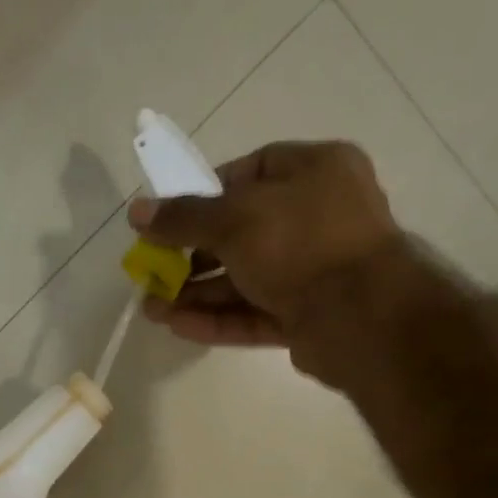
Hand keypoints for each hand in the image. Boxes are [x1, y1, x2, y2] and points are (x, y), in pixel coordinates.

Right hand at [127, 140, 404, 347]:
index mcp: (315, 171)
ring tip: (153, 309)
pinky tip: (178, 326)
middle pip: (242, 232)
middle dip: (191, 256)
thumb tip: (137, 211)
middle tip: (152, 272)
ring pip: (245, 278)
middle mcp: (318, 216)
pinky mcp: (307, 315)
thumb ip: (183, 217)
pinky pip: (255, 312)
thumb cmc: (301, 244)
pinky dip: (218, 318)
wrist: (361, 316)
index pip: (252, 172)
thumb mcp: (233, 220)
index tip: (171, 217)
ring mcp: (313, 269)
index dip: (206, 193)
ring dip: (197, 293)